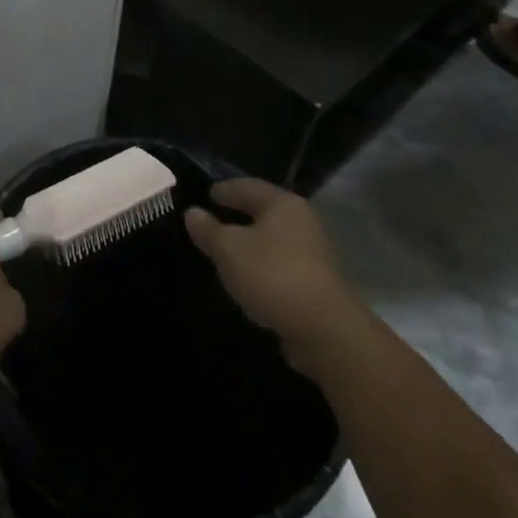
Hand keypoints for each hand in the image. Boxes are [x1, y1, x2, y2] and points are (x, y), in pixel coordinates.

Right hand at [184, 178, 368, 370]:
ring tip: (222, 250)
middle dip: (235, 215)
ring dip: (248, 242)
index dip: (222, 190)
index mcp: (282, 203)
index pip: (246, 186)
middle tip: (209, 221)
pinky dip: (260, 264)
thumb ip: (208, 229)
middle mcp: (301, 221)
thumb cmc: (272, 276)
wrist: (325, 331)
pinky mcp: (314, 281)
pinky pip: (278, 263)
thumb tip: (192, 212)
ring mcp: (311, 252)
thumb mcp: (228, 250)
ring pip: (270, 238)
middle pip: (261, 211)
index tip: (203, 196)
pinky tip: (244, 276)